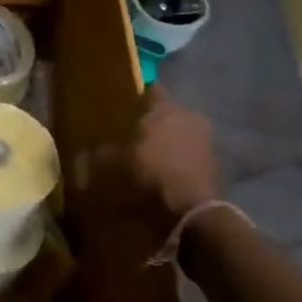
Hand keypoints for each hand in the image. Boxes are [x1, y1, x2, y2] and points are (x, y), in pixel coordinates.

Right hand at [84, 85, 220, 238]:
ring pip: (178, 134)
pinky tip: (160, 174)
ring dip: (164, 143)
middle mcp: (190, 117)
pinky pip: (187, 155)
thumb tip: (87, 150)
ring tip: (143, 157)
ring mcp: (206, 141)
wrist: (191, 211)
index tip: (120, 106)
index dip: (134, 97)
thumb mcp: (114, 165)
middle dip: (149, 122)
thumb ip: (101, 154)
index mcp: (166, 108)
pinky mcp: (214, 164)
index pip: (151, 90)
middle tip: (128, 134)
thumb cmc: (150, 175)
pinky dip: (175, 161)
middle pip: (166, 113)